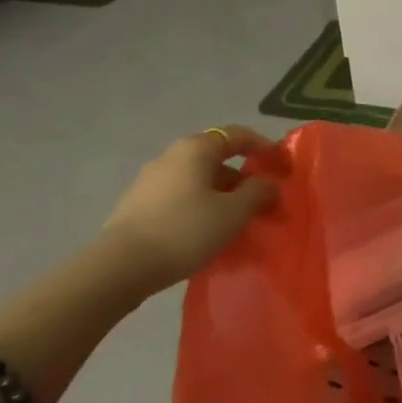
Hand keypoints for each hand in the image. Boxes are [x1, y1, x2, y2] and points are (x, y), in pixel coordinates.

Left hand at [99, 126, 277, 294]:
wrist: (120, 267)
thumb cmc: (185, 230)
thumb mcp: (233, 213)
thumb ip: (258, 192)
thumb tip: (269, 182)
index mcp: (196, 149)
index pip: (238, 135)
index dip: (263, 146)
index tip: (281, 165)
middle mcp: (172, 156)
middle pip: (217, 159)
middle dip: (243, 179)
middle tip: (262, 202)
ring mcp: (151, 180)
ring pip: (198, 180)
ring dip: (222, 195)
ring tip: (237, 222)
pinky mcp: (138, 204)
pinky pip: (181, 197)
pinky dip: (200, 206)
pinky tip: (206, 232)